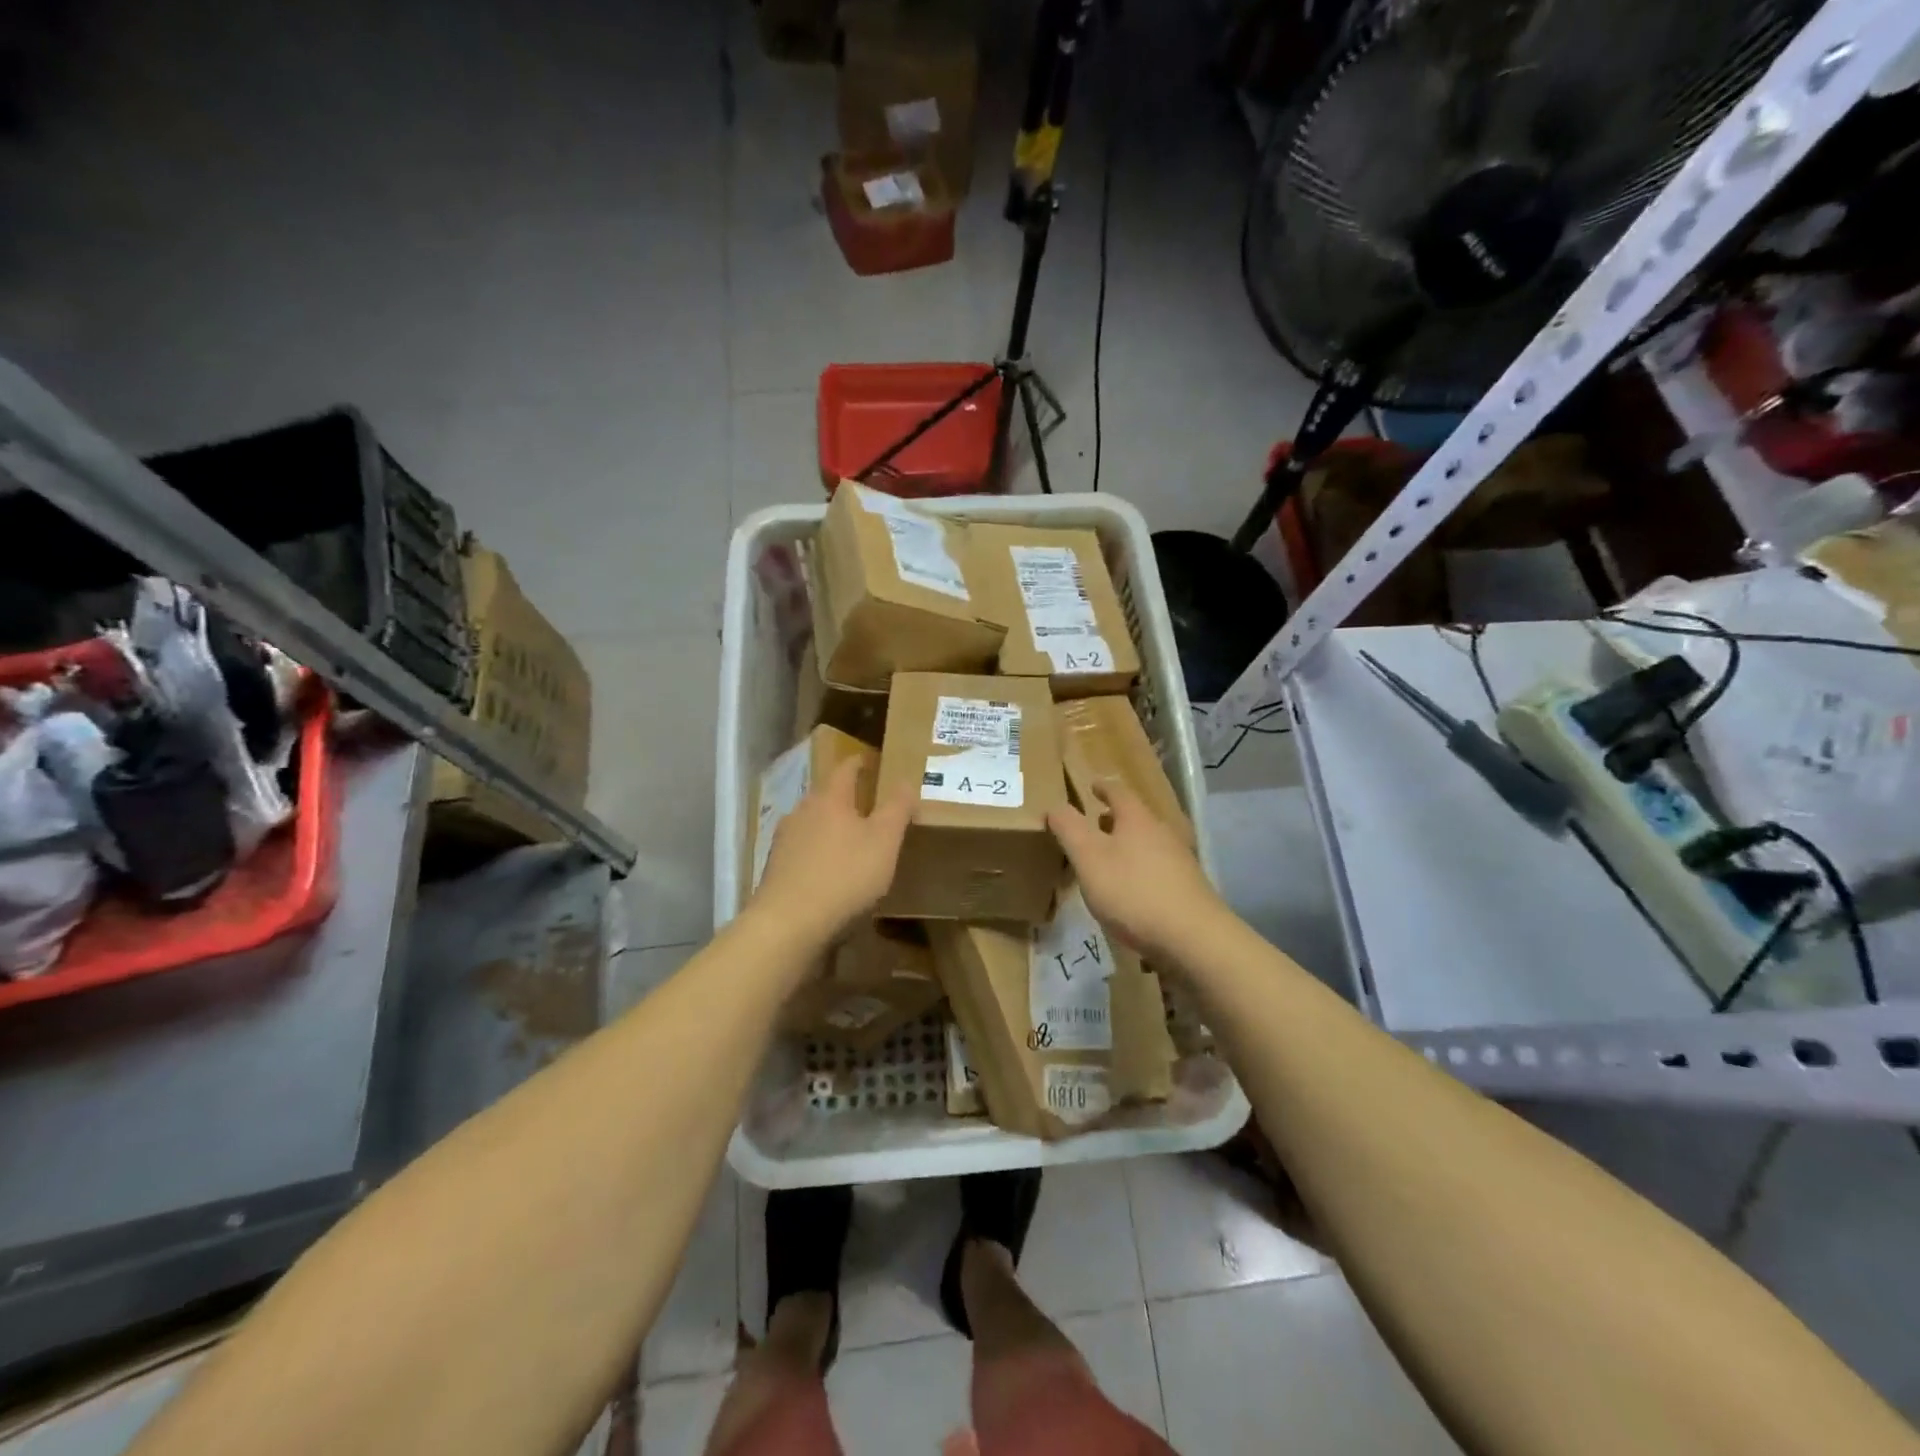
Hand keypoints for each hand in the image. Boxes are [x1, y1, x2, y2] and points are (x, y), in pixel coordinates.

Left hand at [753, 758, 912, 942]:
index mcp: (829, 798)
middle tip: (871, 807)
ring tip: (852, 843)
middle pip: (827, 796)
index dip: (861, 763)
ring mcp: (784, 841)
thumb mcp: (884, 841)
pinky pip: (803, 852)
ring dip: (832, 828)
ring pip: (813, 824)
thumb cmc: (844, 876)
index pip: (846, 768)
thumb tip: (905, 781)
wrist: (788, 925)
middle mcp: (801, 811)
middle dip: (847, 799)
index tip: (873, 762)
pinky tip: (831, 873)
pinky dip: (819, 855)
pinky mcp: (775, 870)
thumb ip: (897, 808)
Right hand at [1047, 782, 1224, 963]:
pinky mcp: (1188, 889)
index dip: (1103, 788)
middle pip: (1136, 818)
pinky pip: (1157, 868)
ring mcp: (1180, 861)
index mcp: (1137, 820)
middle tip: (1095, 823)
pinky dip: (1140, 869)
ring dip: (1127, 845)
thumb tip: (1055, 805)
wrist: (1193, 938)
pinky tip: (1131, 890)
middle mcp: (1162, 833)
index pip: (1118, 792)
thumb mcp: (1089, 858)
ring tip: (1108, 858)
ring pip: (1148, 843)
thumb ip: (1070, 829)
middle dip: (1115, 818)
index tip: (1092, 786)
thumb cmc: (1133, 892)